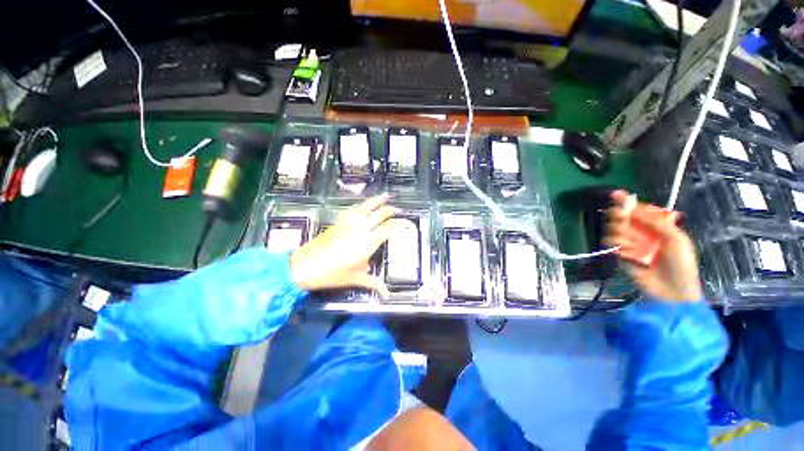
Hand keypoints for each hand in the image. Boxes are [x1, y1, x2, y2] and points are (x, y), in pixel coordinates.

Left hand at [290, 194, 412, 298]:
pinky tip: (365, 205)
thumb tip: (386, 295)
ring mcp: (349, 223)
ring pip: (367, 207)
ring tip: (386, 197)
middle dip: (391, 211)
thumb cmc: (332, 273)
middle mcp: (361, 229)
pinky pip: (354, 209)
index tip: (408, 224)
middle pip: (380, 214)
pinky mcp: (340, 221)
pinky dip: (363, 205)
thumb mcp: (355, 279)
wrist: (305, 265)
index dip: (401, 224)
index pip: (389, 228)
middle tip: (398, 211)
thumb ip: (374, 284)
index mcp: (368, 242)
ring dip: (377, 201)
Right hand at [606, 191, 702, 302]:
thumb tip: (633, 210)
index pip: (639, 210)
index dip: (628, 202)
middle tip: (622, 219)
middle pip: (623, 217)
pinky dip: (619, 246)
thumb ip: (655, 222)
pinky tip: (629, 253)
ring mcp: (630, 244)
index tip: (615, 194)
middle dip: (621, 217)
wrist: (672, 290)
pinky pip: (612, 244)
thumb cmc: (680, 263)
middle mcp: (641, 233)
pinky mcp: (620, 255)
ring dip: (623, 235)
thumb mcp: (676, 238)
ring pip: (615, 230)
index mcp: (656, 227)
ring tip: (634, 246)